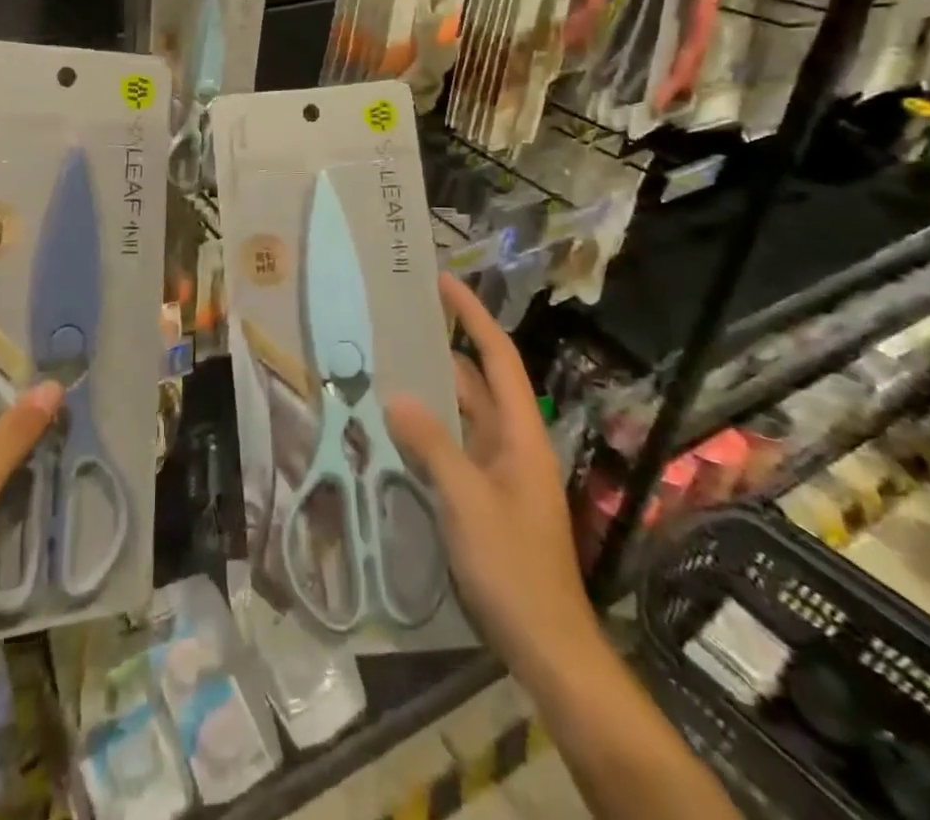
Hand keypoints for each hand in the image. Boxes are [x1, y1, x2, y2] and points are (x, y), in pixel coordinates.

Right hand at [386, 275, 597, 680]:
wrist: (547, 646)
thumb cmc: (514, 567)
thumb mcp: (468, 501)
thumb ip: (433, 445)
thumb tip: (397, 397)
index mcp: (521, 434)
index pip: (497, 358)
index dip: (472, 316)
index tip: (442, 283)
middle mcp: (511, 443)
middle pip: (476, 382)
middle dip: (440, 350)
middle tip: (395, 325)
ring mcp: (498, 471)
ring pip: (460, 416)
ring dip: (428, 393)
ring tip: (383, 367)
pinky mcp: (483, 497)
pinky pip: (451, 448)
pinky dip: (425, 432)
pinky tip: (392, 429)